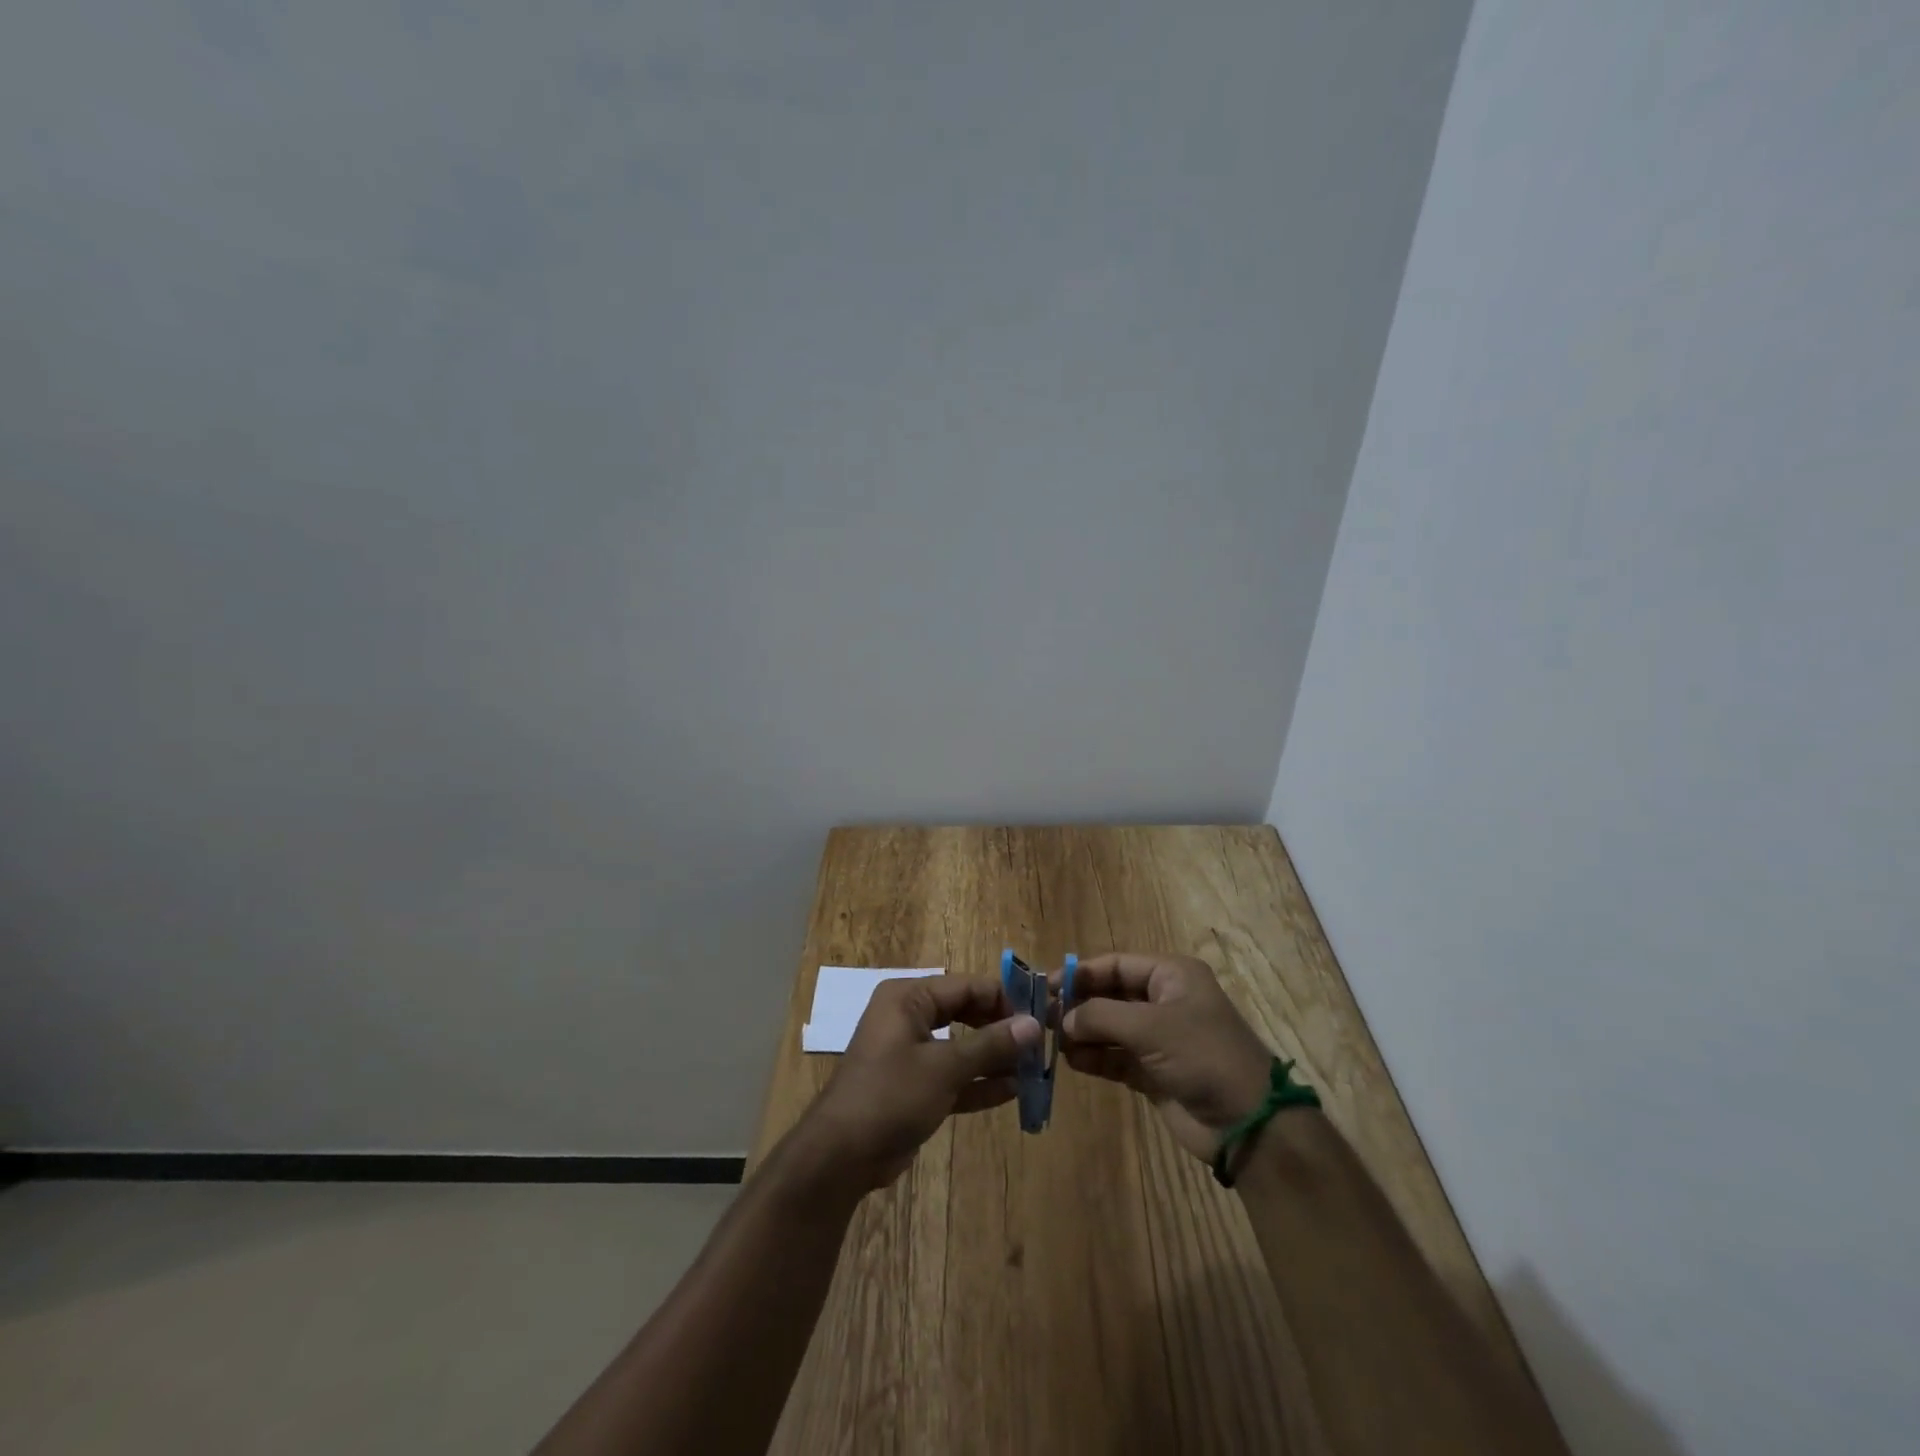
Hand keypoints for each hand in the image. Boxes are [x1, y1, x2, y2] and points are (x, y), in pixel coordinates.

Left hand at [798, 975, 1041, 1190]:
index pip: (966, 986)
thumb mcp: (944, 1067)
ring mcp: (910, 1053)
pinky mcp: (914, 1086)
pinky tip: (1012, 1091)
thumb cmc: (891, 1095)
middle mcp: (909, 1017)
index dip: (1004, 999)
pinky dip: (978, 1082)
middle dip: (1001, 1029)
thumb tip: (1034, 1025)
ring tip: (1033, 1069)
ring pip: (961, 1046)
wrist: (840, 1156)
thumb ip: (990, 1045)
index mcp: (909, 998)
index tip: (1040, 1016)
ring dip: (994, 1058)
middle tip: (1038, 1045)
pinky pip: (953, 1075)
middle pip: (965, 1013)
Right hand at [1060, 953, 1273, 1160]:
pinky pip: (1116, 1056)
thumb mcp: (1150, 1027)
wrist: (1247, 1123)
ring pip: (1110, 1027)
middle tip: (1043, 1016)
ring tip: (1052, 1041)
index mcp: (1171, 975)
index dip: (1081, 973)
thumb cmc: (1202, 1055)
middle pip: (1111, 994)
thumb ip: (1101, 1016)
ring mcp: (1159, 1038)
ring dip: (1083, 1033)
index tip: (1046, 986)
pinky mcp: (1154, 1071)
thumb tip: (1062, 1018)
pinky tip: (1071, 1061)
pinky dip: (1095, 1057)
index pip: (1116, 964)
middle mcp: (1164, 1000)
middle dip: (1079, 1004)